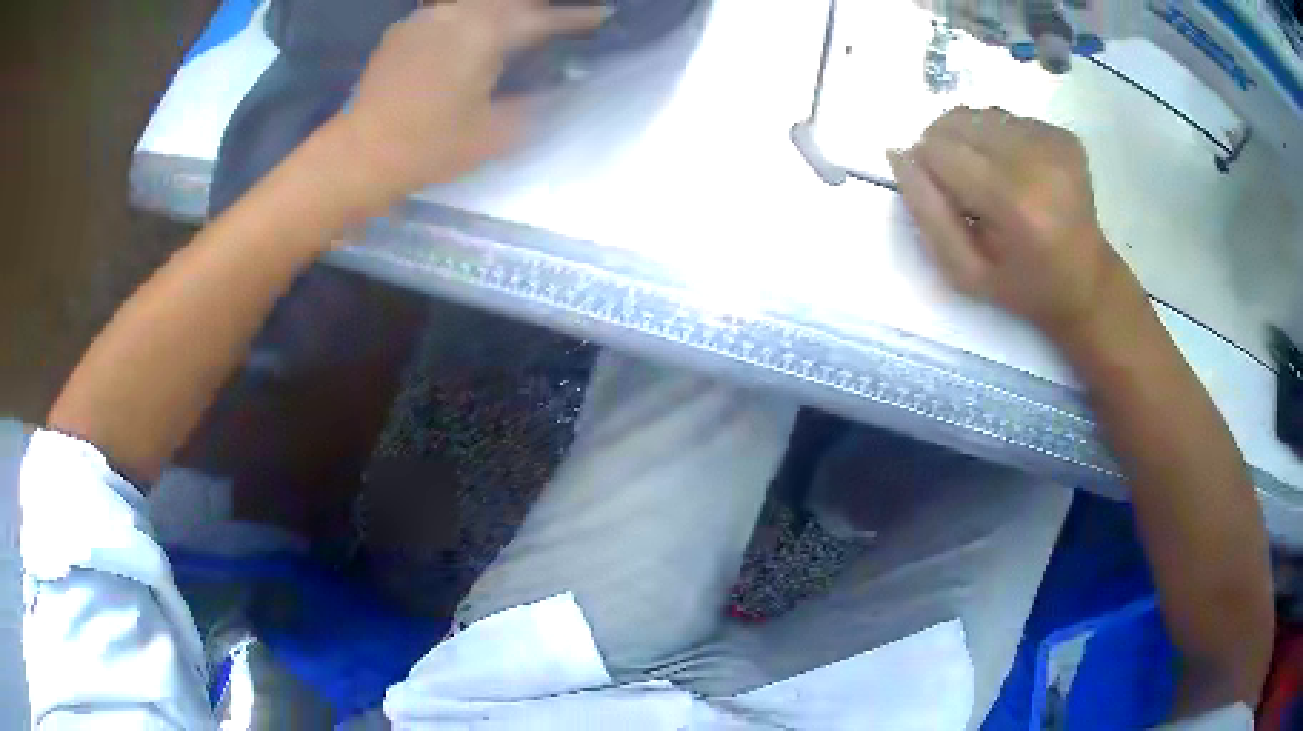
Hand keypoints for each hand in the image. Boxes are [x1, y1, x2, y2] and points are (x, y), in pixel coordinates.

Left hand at [337, 0, 607, 210]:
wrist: (362, 154)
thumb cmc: (429, 147)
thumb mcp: (495, 135)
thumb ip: (533, 105)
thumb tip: (556, 88)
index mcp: (484, 36)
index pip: (541, 19)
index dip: (576, 17)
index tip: (603, 15)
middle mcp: (457, 15)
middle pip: (508, 0)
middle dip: (536, 6)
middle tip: (554, 16)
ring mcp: (426, 18)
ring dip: (502, 6)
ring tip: (516, 17)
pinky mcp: (404, 29)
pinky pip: (447, 7)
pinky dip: (469, 11)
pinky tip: (471, 23)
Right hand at [888, 106, 1141, 349]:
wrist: (1088, 284)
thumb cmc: (1023, 287)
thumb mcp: (965, 273)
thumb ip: (926, 214)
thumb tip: (898, 154)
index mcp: (1013, 202)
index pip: (938, 149)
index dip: (926, 167)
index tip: (941, 195)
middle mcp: (1037, 161)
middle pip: (958, 121)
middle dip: (945, 147)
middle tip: (962, 185)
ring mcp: (1054, 144)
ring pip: (980, 114)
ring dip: (971, 140)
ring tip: (989, 178)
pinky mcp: (1064, 136)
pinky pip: (1008, 118)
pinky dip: (999, 138)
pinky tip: (1014, 171)